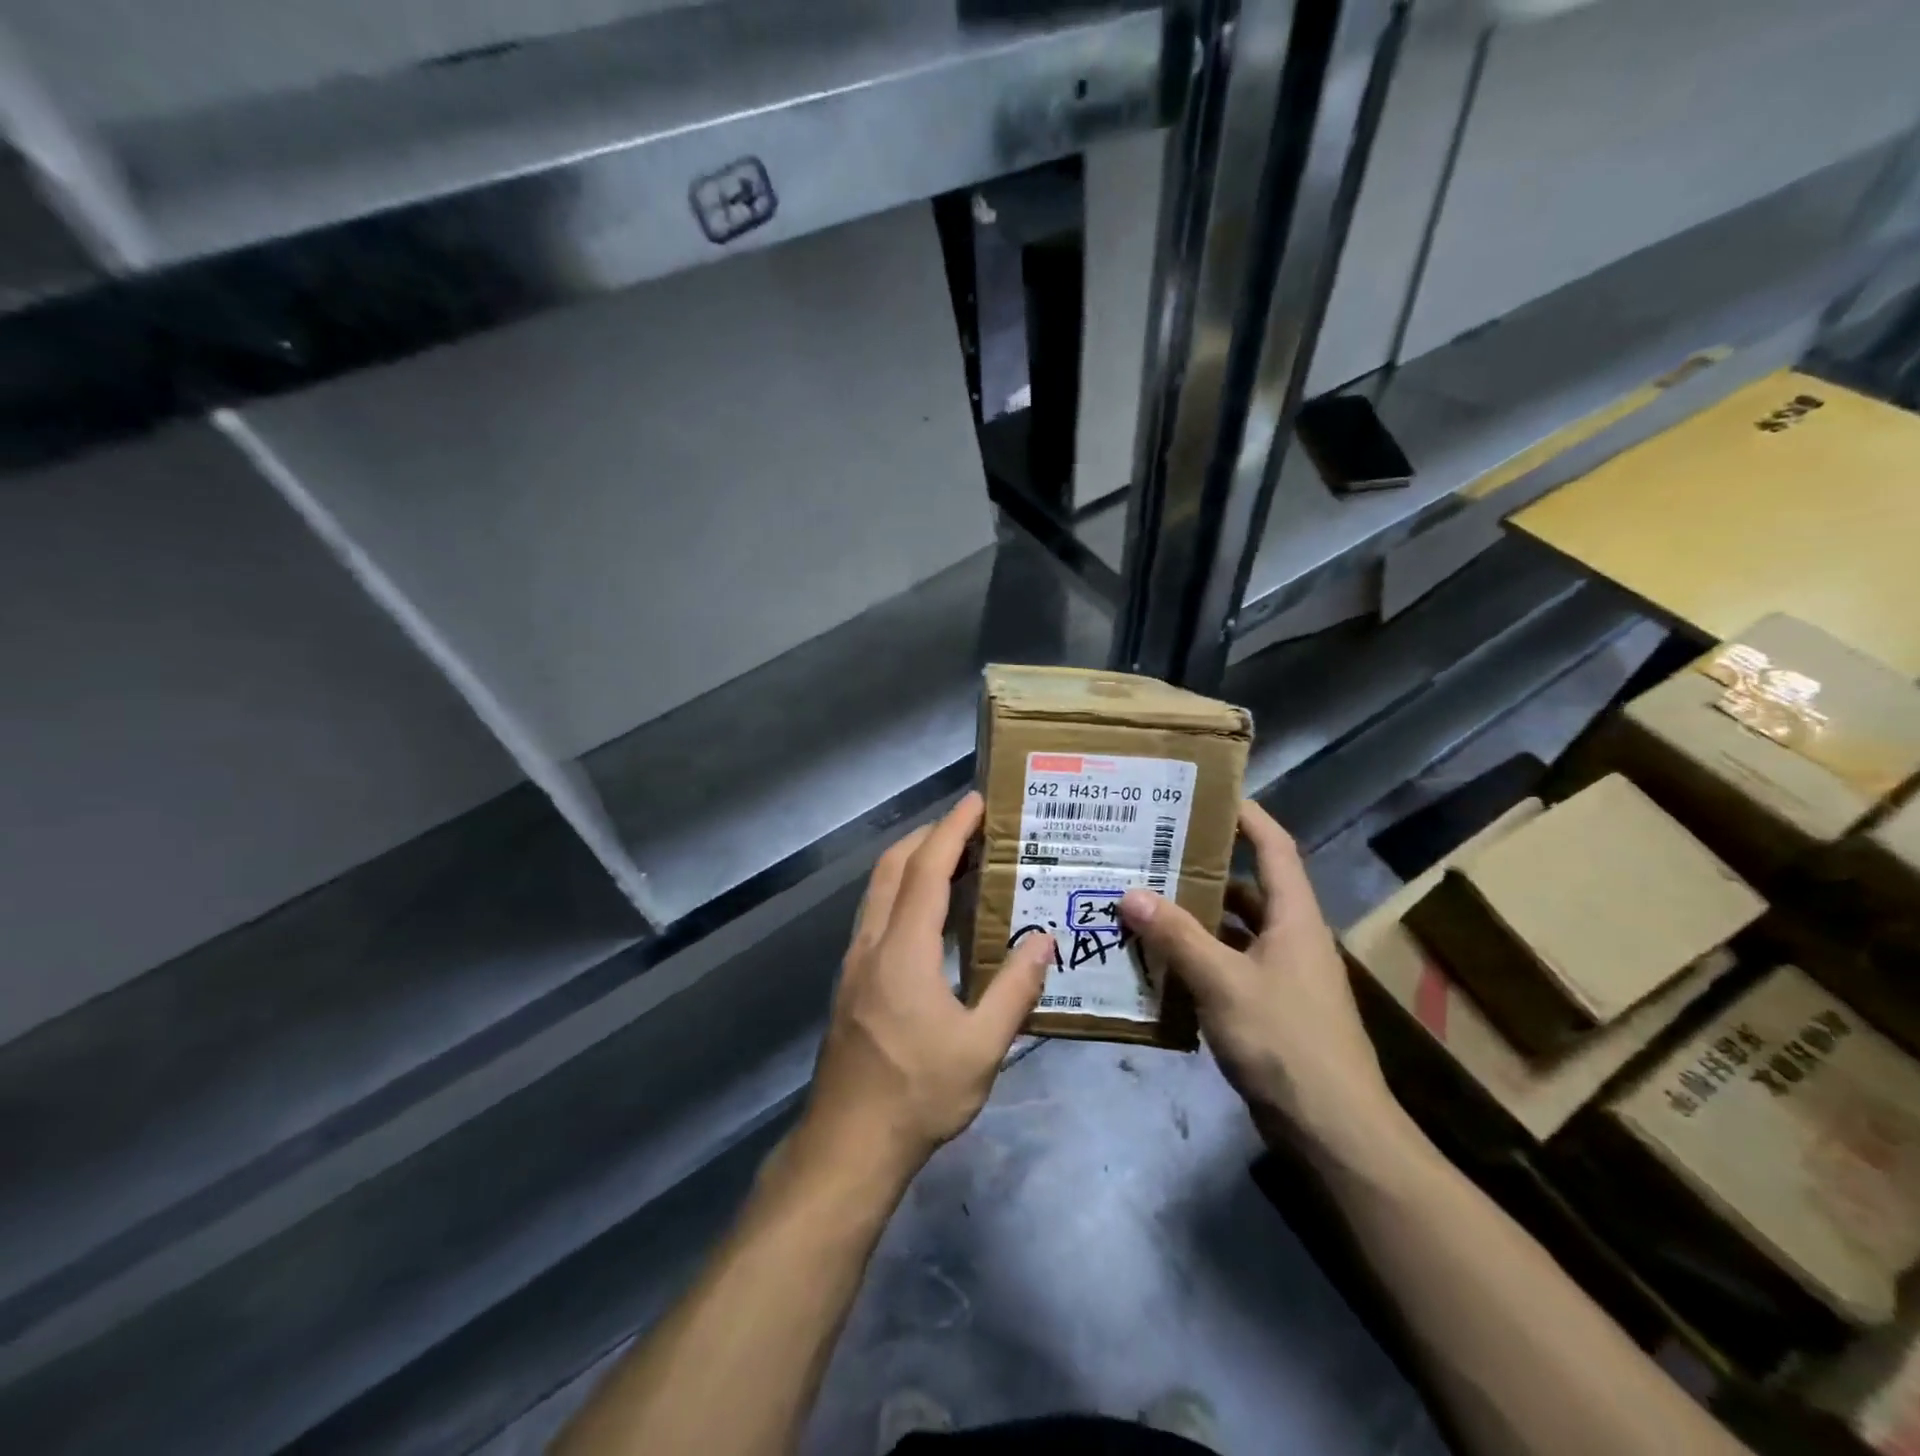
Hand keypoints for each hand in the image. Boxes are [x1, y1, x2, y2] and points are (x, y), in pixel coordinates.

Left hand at [792, 792, 1054, 1190]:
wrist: (848, 1144)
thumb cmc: (918, 1094)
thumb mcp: (982, 1047)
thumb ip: (1015, 988)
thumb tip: (1043, 939)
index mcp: (903, 949)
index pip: (927, 870)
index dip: (952, 829)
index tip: (976, 801)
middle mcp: (872, 942)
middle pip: (894, 867)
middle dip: (929, 836)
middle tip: (971, 828)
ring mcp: (855, 961)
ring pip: (879, 889)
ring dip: (913, 863)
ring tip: (956, 861)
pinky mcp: (851, 981)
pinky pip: (877, 915)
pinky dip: (903, 893)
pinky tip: (930, 916)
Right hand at [1119, 800, 1403, 1163]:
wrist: (1334, 1130)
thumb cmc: (1286, 1041)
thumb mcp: (1224, 983)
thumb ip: (1177, 937)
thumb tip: (1131, 892)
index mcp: (1294, 918)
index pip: (1275, 847)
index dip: (1248, 816)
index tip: (1208, 794)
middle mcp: (1291, 938)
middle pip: (1249, 888)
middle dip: (1204, 868)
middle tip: (1154, 851)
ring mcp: (1283, 977)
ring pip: (1235, 931)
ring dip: (1196, 918)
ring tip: (1145, 901)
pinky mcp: (1271, 1009)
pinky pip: (1229, 967)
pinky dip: (1198, 959)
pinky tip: (1160, 963)